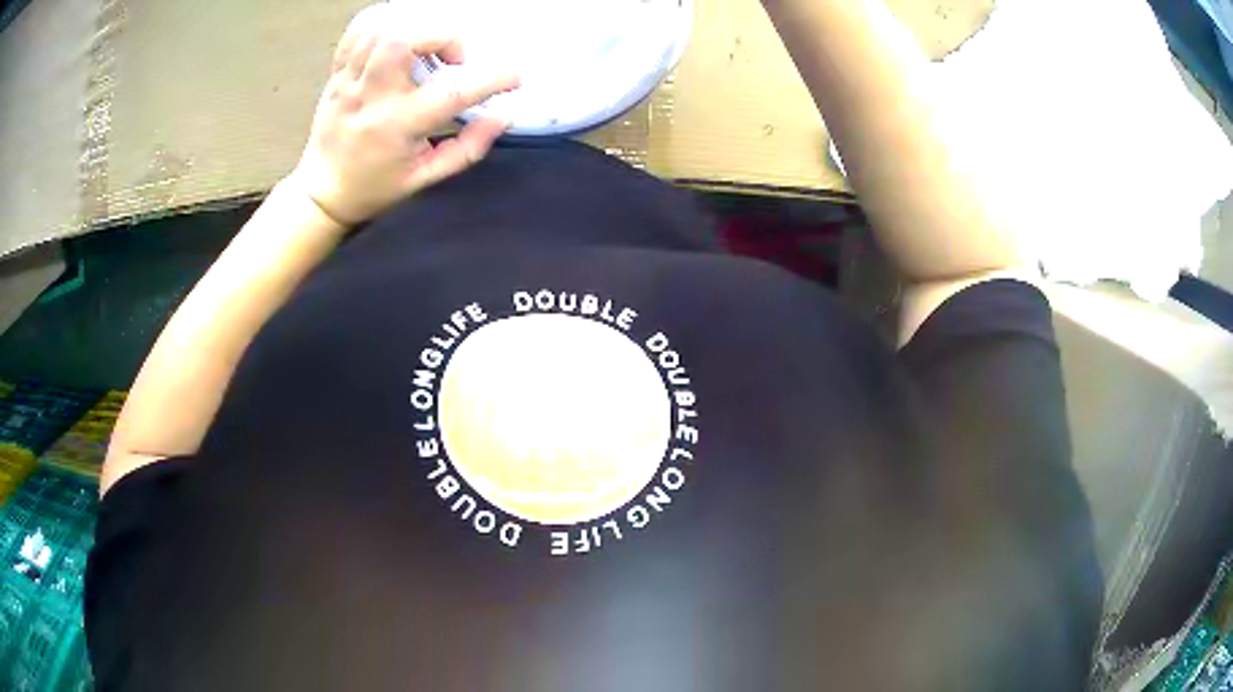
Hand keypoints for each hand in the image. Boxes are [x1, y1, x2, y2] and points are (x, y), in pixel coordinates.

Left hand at [291, 3, 519, 226]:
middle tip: (454, 58)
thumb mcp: (425, 179)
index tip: (514, 78)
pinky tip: (400, 35)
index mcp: (396, 127)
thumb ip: (466, 149)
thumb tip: (503, 117)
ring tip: (428, 46)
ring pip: (380, 27)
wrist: (321, 193)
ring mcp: (349, 80)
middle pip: (403, 38)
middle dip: (443, 36)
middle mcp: (371, 96)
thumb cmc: (375, 187)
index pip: (450, 93)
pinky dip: (384, 22)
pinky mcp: (336, 73)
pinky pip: (357, 30)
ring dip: (415, 26)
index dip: (490, 80)